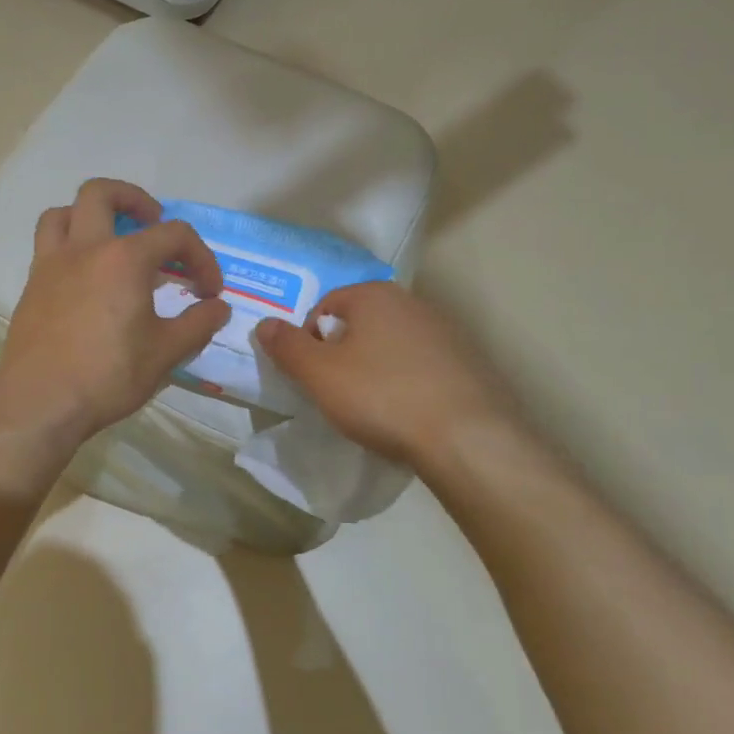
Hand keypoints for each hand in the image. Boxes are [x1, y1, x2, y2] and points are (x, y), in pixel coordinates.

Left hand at [0, 179, 230, 454]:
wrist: (40, 402)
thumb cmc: (108, 375)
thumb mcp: (166, 353)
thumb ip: (197, 324)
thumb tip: (217, 308)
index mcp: (124, 258)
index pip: (174, 235)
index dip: (201, 257)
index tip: (209, 292)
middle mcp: (84, 248)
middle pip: (101, 193)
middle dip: (133, 199)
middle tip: (152, 223)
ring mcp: (51, 265)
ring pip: (63, 213)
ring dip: (89, 215)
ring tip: (110, 239)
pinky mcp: (32, 286)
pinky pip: (47, 245)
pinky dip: (69, 245)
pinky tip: (86, 278)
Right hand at [255, 282, 517, 468]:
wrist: (467, 438)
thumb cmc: (381, 397)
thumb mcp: (319, 374)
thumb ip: (286, 346)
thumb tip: (264, 324)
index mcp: (374, 294)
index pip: (325, 305)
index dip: (309, 339)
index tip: (313, 375)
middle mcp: (412, 302)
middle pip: (360, 323)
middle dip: (343, 352)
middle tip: (337, 391)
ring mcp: (446, 332)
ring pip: (392, 345)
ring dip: (376, 368)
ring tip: (373, 407)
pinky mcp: (469, 363)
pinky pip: (422, 367)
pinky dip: (408, 383)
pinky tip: (407, 413)